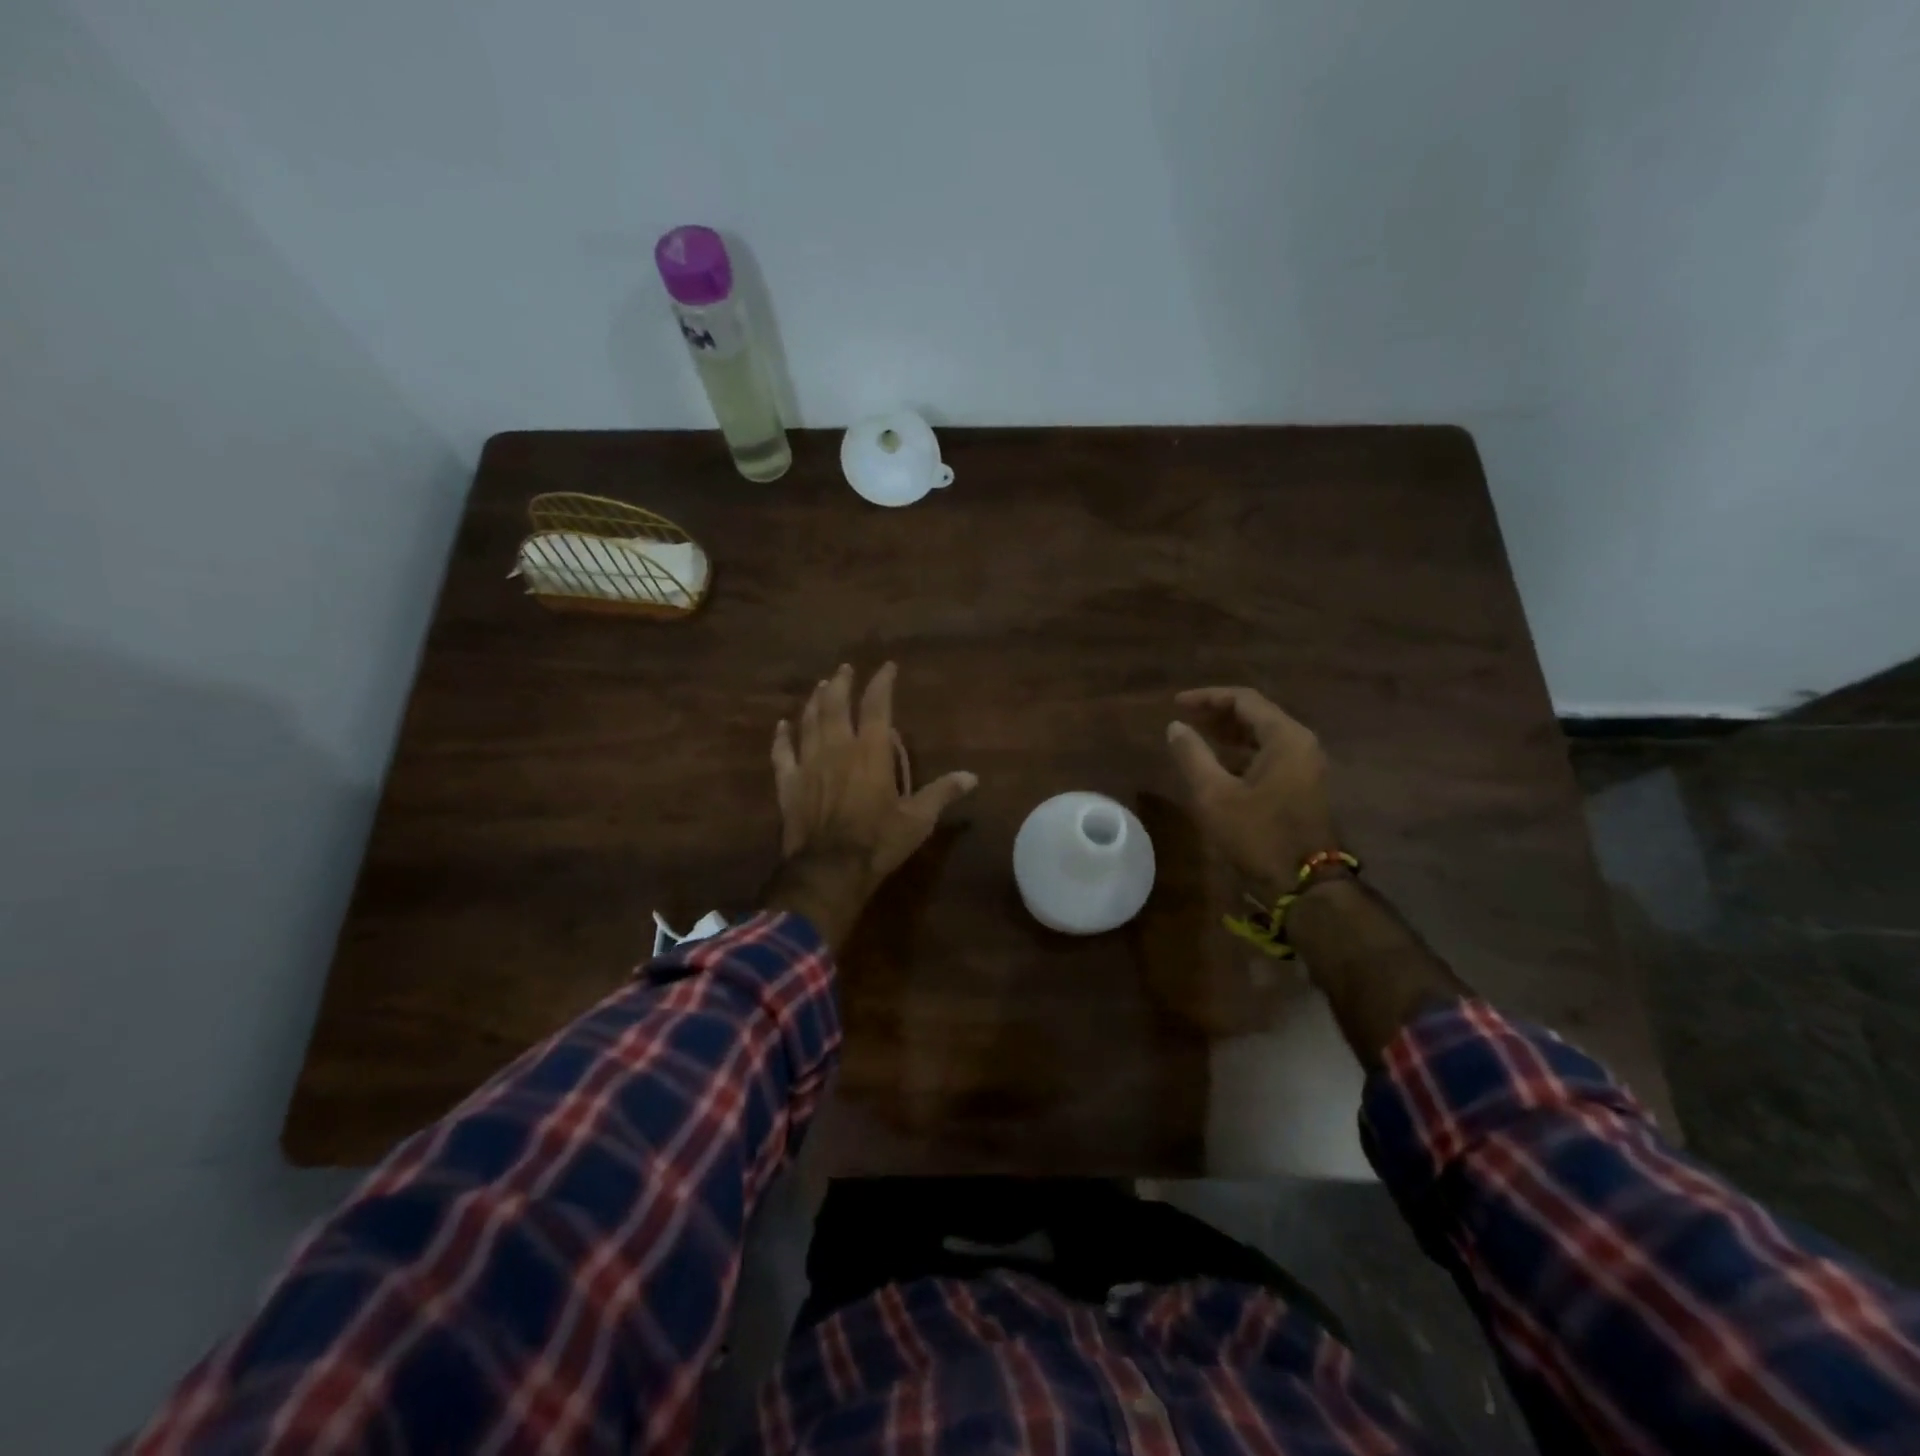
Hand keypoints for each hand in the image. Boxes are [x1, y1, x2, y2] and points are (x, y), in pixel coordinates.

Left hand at [766, 662, 976, 947]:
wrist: (829, 870)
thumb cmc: (878, 842)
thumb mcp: (918, 820)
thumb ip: (942, 793)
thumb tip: (972, 777)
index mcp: (870, 752)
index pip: (876, 706)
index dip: (882, 683)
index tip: (887, 667)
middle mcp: (837, 748)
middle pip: (835, 705)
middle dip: (841, 684)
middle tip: (844, 669)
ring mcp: (808, 764)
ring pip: (808, 722)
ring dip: (814, 702)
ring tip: (820, 687)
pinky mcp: (788, 784)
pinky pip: (782, 753)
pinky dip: (781, 737)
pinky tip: (781, 725)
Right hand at [1166, 686, 1339, 896]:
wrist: (1304, 883)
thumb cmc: (1258, 834)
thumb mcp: (1214, 794)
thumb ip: (1192, 755)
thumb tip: (1175, 727)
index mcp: (1285, 737)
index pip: (1243, 700)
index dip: (1207, 697)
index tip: (1176, 704)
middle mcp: (1300, 744)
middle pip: (1256, 714)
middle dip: (1217, 713)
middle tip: (1184, 718)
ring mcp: (1305, 765)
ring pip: (1262, 735)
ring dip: (1228, 733)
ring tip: (1195, 736)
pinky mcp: (1302, 785)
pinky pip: (1268, 754)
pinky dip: (1241, 752)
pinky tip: (1217, 763)